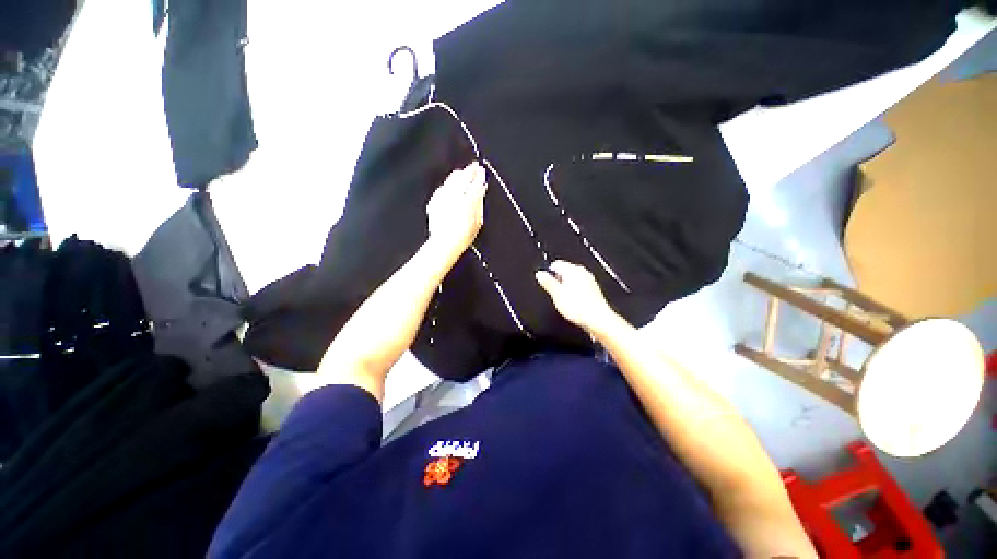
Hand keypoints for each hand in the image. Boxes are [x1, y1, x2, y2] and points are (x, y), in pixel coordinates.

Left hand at [426, 162, 486, 258]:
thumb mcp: (478, 220)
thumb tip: (481, 188)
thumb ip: (479, 202)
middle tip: (474, 166)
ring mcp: (443, 197)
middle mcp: (454, 195)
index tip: (482, 170)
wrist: (445, 243)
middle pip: (463, 177)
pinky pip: (443, 187)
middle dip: (469, 171)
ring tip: (463, 172)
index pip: (475, 182)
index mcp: (468, 199)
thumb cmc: (464, 235)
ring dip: (459, 175)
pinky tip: (450, 184)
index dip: (479, 175)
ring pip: (451, 180)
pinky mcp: (434, 200)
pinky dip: (449, 184)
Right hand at [535, 261, 618, 335]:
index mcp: (572, 270)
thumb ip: (548, 282)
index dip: (549, 272)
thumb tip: (540, 274)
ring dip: (567, 287)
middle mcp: (582, 272)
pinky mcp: (594, 290)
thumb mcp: (557, 294)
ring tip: (564, 299)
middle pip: (565, 271)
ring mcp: (589, 280)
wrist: (598, 319)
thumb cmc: (578, 307)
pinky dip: (575, 292)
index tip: (546, 282)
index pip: (556, 264)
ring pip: (573, 279)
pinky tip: (574, 302)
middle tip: (554, 293)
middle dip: (558, 280)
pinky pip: (580, 287)